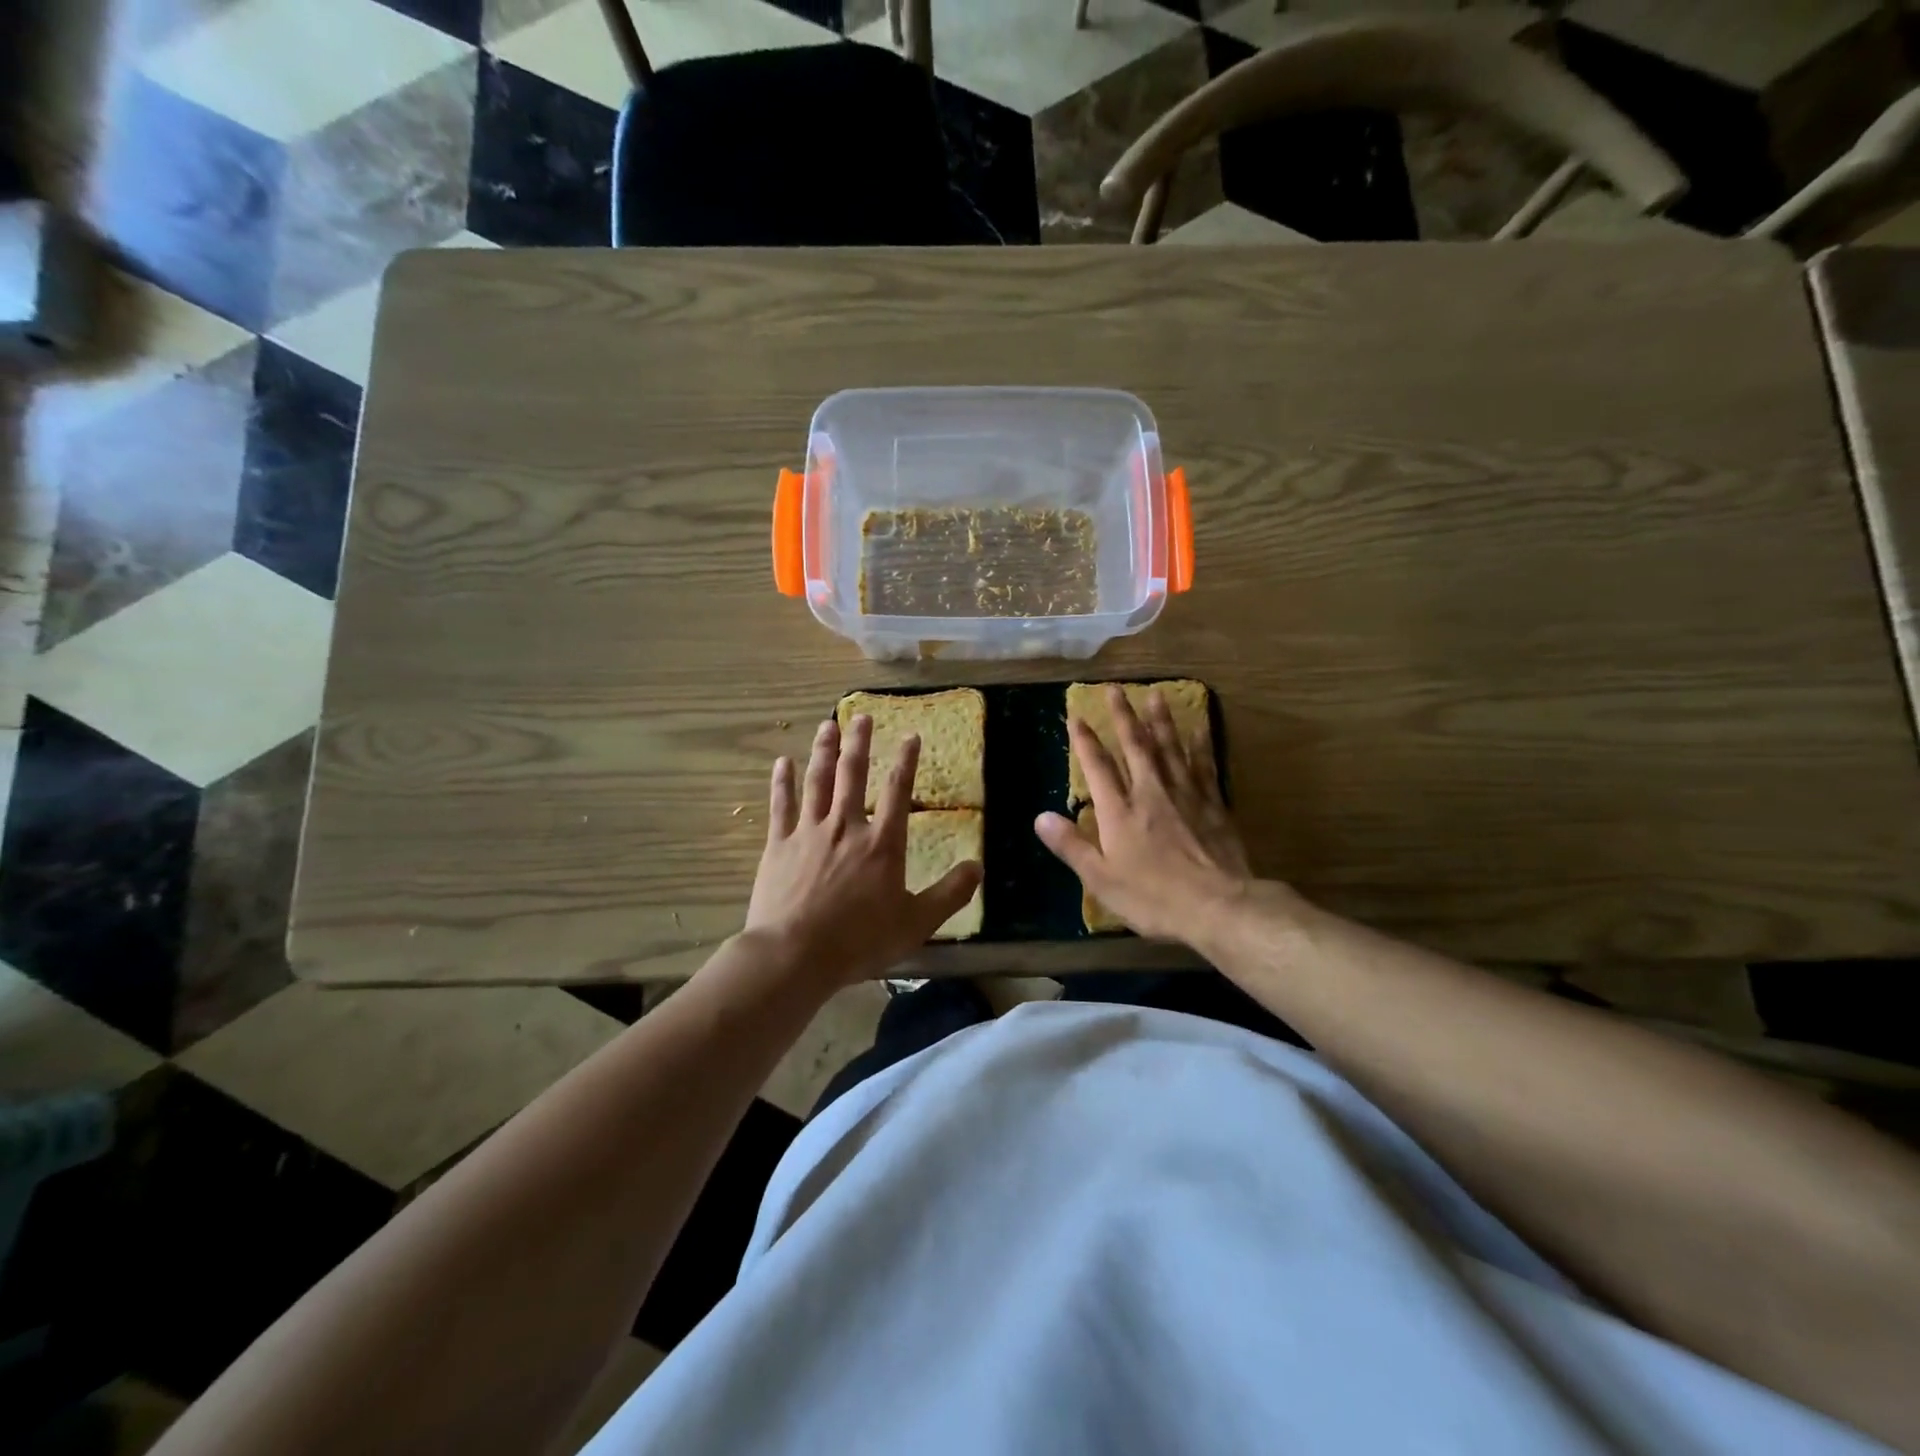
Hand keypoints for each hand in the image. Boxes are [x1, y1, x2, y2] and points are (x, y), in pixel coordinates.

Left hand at [745, 715, 981, 984]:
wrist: (795, 955)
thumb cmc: (860, 941)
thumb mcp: (917, 923)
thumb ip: (950, 893)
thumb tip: (979, 867)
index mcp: (882, 843)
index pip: (897, 791)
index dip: (906, 761)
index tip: (910, 735)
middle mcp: (846, 827)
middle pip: (853, 774)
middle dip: (859, 742)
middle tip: (861, 716)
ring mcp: (809, 832)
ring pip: (818, 781)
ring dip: (823, 751)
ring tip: (827, 725)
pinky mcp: (779, 845)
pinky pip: (781, 805)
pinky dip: (782, 782)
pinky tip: (782, 762)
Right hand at [1034, 685, 1253, 944]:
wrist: (1218, 906)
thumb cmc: (1153, 897)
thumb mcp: (1101, 880)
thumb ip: (1071, 846)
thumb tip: (1040, 817)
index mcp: (1119, 812)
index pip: (1097, 767)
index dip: (1085, 741)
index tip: (1076, 716)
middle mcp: (1150, 793)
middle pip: (1135, 747)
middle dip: (1123, 717)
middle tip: (1115, 689)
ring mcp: (1185, 795)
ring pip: (1170, 748)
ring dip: (1160, 720)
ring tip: (1155, 695)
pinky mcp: (1213, 804)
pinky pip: (1204, 765)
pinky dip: (1199, 745)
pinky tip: (1198, 729)